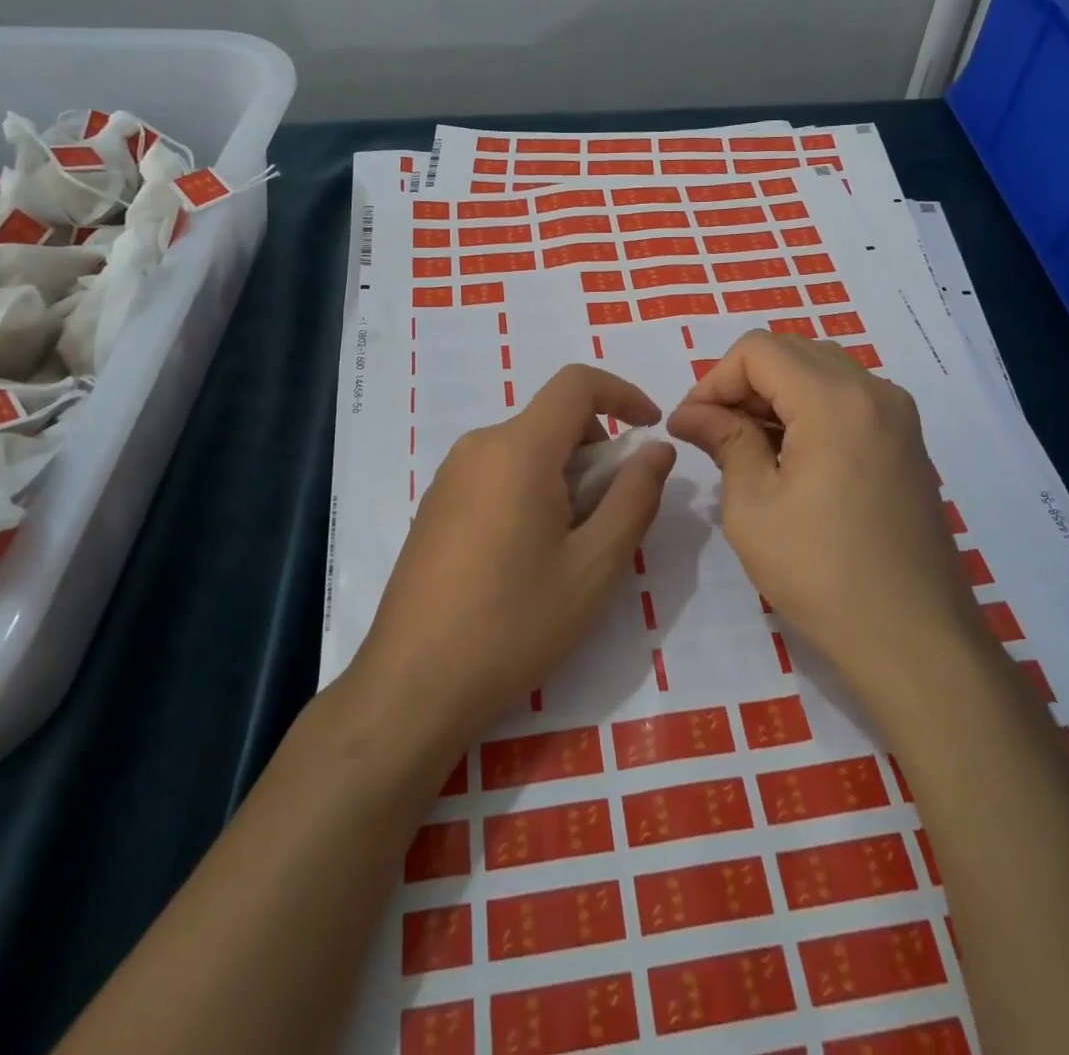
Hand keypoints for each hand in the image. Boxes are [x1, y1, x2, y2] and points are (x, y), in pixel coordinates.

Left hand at [353, 365, 676, 758]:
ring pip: (526, 450)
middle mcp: (477, 448)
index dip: (622, 393)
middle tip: (612, 515)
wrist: (412, 686)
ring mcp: (449, 477)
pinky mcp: (435, 506)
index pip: (576, 383)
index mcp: (517, 449)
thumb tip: (656, 450)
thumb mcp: (594, 566)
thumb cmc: (514, 625)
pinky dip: (531, 490)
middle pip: (551, 420)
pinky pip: (497, 474)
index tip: (651, 429)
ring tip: (571, 547)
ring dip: (564, 476)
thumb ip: (634, 497)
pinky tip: (528, 558)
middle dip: (596, 451)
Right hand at [667, 330, 983, 690]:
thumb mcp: (753, 506)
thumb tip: (691, 413)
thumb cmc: (821, 573)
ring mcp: (898, 415)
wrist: (915, 638)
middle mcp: (874, 391)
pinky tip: (787, 457)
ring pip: (820, 370)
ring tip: (744, 445)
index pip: (758, 350)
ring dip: (774, 394)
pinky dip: (807, 409)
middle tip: (711, 432)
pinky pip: (847, 398)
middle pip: (791, 352)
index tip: (690, 425)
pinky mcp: (906, 442)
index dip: (713, 379)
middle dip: (741, 383)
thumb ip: (724, 441)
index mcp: (834, 400)